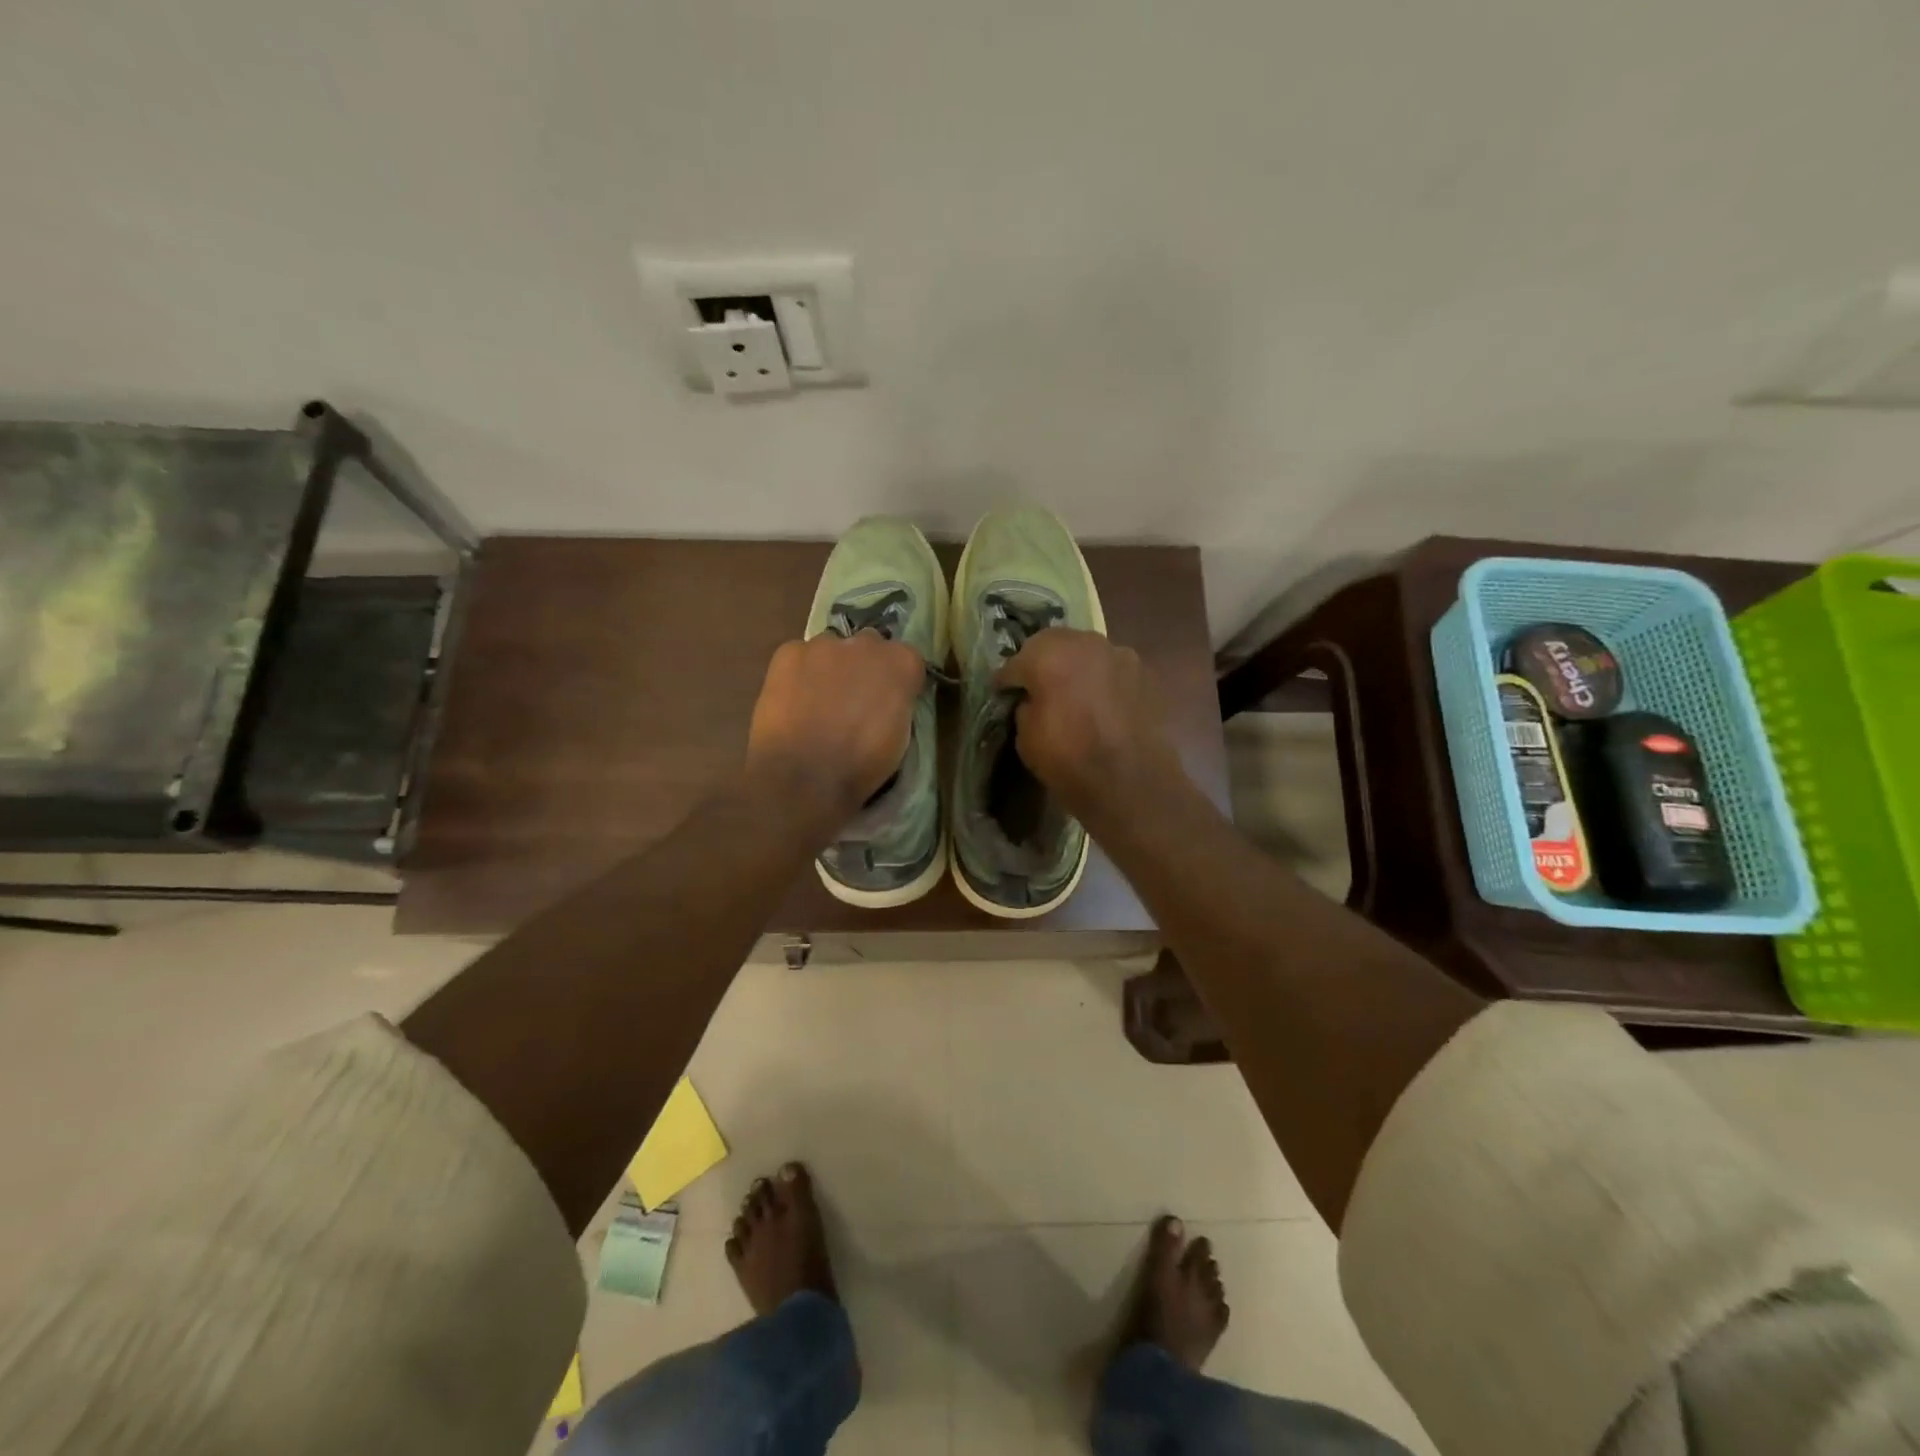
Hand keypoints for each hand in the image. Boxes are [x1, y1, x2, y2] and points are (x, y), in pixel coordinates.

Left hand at [746, 630, 924, 825]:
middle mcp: (867, 643)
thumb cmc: (862, 766)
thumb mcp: (900, 736)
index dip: (898, 681)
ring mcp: (825, 644)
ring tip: (818, 703)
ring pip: (831, 649)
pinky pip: (799, 656)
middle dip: (865, 667)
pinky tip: (793, 701)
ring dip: (830, 668)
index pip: (907, 659)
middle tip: (854, 701)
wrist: (804, 778)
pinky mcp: (788, 652)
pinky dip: (799, 674)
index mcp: (903, 663)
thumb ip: (897, 703)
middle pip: (869, 646)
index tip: (890, 702)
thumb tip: (887, 699)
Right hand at [994, 628, 1183, 821]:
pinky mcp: (1146, 674)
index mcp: (1050, 655)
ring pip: (1088, 653)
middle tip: (1037, 687)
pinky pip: (1113, 670)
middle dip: (1043, 662)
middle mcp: (1087, 643)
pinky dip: (1103, 682)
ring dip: (1076, 668)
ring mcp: (1122, 655)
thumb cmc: (1069, 760)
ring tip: (1073, 695)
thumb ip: (1026, 707)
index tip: (1003, 693)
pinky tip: (1101, 705)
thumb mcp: (1026, 738)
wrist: (1133, 784)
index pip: (1017, 661)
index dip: (1007, 680)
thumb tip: (1034, 699)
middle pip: (1055, 644)